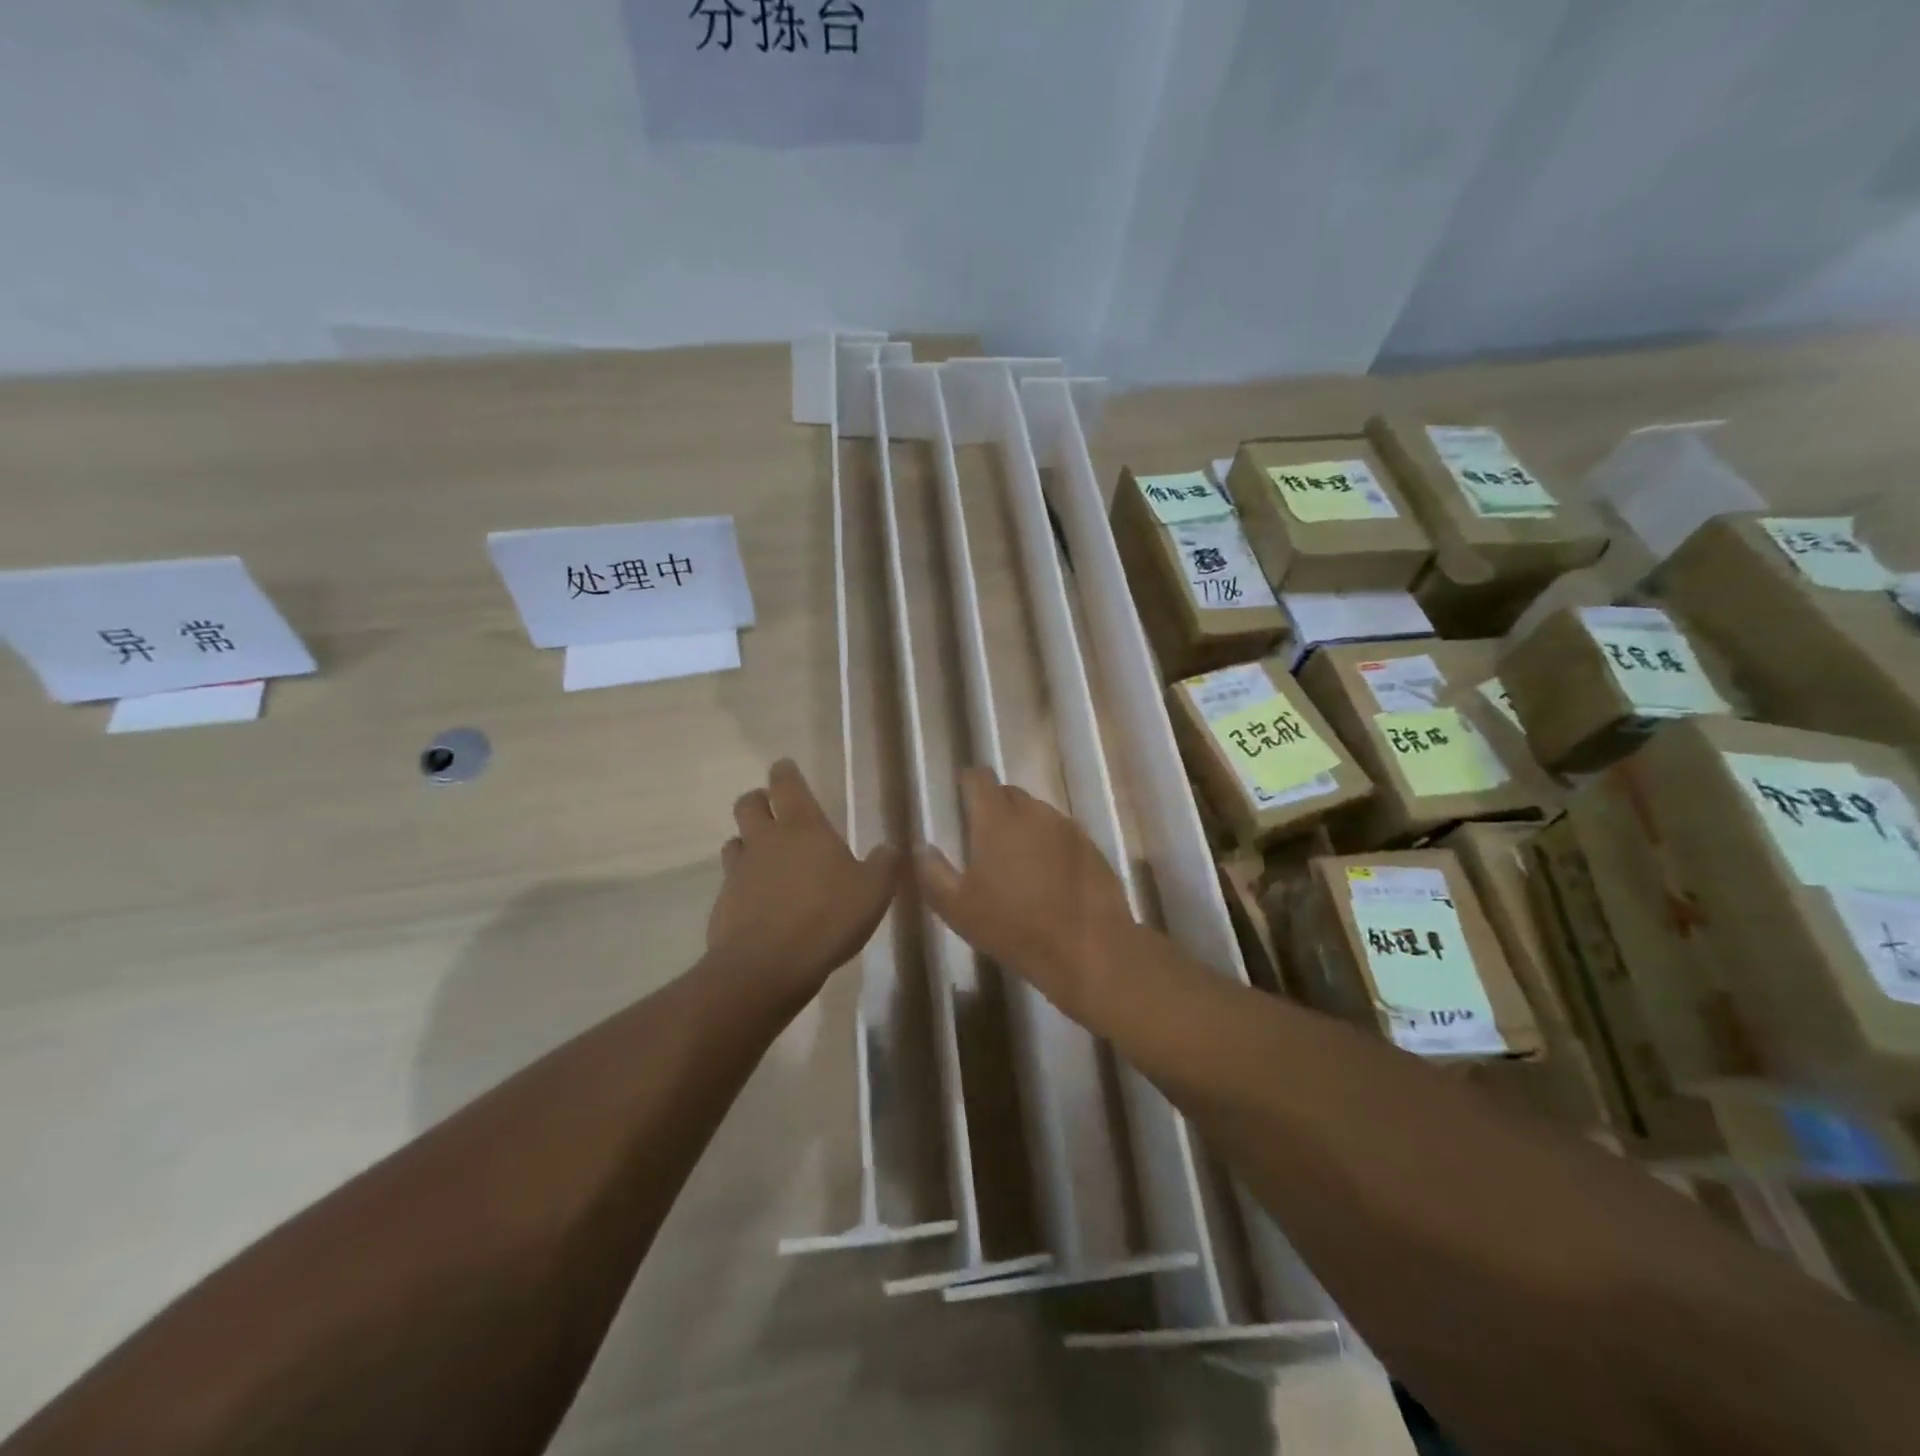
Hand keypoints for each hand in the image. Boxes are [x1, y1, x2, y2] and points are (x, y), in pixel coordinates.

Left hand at [709, 760, 898, 995]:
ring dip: (747, 842)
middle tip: (772, 809)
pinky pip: (730, 883)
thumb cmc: (827, 917)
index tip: (785, 766)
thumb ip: (884, 865)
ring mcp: (739, 872)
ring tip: (764, 856)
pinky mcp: (723, 905)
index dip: (785, 772)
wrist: (767, 967)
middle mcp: (765, 841)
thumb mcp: (873, 891)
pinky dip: (742, 885)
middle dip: (758, 800)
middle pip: (748, 804)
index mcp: (802, 827)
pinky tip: (758, 903)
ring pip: (734, 842)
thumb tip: (892, 847)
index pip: (787, 784)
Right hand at [917, 767, 1135, 1018]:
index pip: (979, 778)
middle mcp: (1033, 813)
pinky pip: (1062, 834)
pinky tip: (1049, 877)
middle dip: (994, 806)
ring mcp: (1067, 828)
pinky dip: (1050, 845)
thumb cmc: (1014, 928)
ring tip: (1017, 861)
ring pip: (1037, 813)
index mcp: (997, 820)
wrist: (1088, 950)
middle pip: (1009, 793)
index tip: (960, 796)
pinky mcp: (1091, 847)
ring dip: (1024, 826)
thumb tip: (921, 847)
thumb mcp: (958, 909)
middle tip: (984, 837)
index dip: (967, 783)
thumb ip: (933, 872)